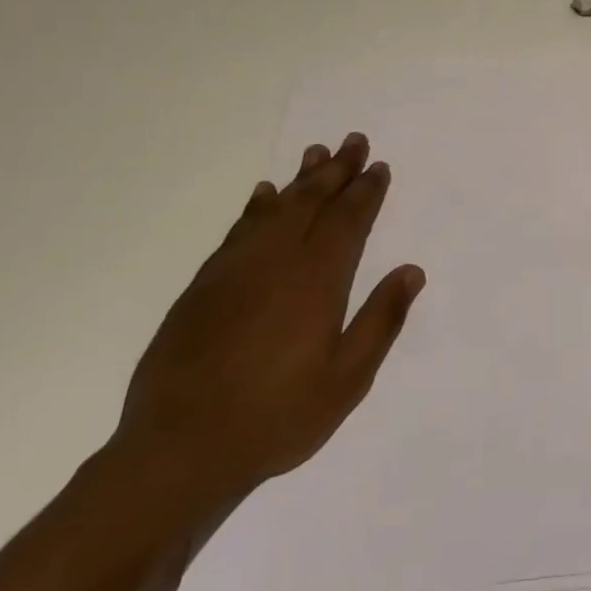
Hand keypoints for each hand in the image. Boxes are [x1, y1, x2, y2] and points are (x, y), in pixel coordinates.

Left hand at [109, 133, 424, 511]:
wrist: (178, 449)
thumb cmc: (276, 416)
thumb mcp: (347, 379)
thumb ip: (381, 320)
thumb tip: (411, 271)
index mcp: (317, 281)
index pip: (348, 220)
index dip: (366, 191)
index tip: (379, 167)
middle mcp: (277, 262)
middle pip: (312, 202)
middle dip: (337, 170)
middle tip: (354, 141)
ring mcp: (235, 271)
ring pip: (274, 209)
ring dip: (298, 179)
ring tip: (316, 153)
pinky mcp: (203, 286)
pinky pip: (237, 231)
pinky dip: (255, 207)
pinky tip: (262, 196)